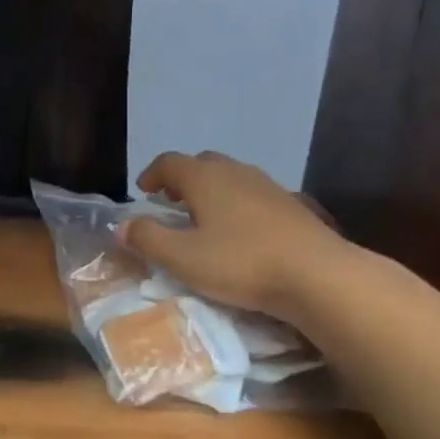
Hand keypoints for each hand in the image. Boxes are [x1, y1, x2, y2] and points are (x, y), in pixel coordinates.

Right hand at [119, 151, 351, 322]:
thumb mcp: (182, 258)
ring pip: (232, 177)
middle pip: (202, 163)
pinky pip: (256, 195)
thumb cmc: (241, 263)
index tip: (143, 192)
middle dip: (183, 179)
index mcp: (205, 178)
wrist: (318, 276)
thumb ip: (147, 239)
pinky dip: (240, 205)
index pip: (169, 162)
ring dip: (213, 191)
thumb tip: (120, 226)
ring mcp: (269, 186)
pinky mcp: (294, 206)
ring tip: (206, 218)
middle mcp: (236, 172)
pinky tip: (244, 232)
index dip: (152, 174)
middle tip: (171, 203)